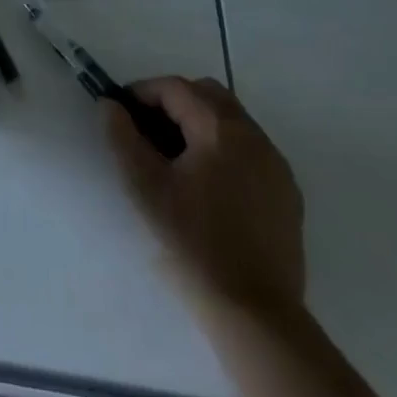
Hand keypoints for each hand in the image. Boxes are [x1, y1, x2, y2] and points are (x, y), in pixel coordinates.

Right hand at [104, 77, 305, 319]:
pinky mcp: (287, 192)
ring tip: (174, 159)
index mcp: (220, 129)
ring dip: (199, 124)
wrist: (253, 308)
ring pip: (233, 121)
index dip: (142, 92)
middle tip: (146, 131)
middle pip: (209, 94)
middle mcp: (255, 136)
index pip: (176, 88)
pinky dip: (223, 149)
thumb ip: (123, 138)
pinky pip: (251, 150)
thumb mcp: (145, 187)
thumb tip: (110, 105)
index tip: (120, 112)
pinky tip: (207, 186)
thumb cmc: (192, 242)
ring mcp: (276, 164)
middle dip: (173, 102)